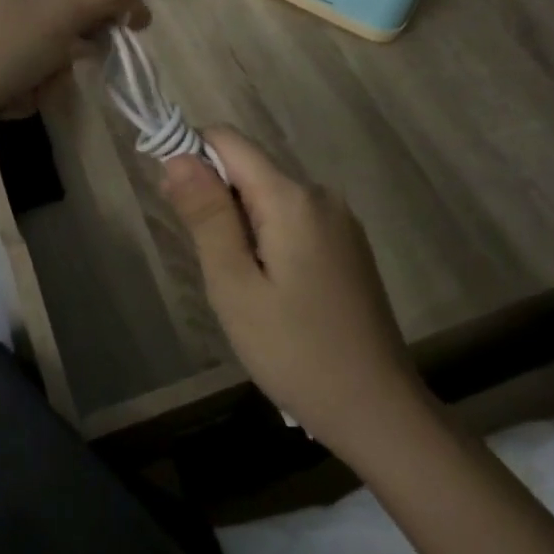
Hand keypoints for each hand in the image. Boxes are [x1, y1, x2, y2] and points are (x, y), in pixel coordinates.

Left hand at [0, 0, 148, 155]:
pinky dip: (19, 95)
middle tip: (81, 61)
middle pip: (54, 13)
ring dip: (46, 73)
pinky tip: (6, 105)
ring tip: (31, 88)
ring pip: (36, 52)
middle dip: (72, 42)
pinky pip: (10, 81)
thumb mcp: (57, 10)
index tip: (138, 28)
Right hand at [163, 128, 419, 459]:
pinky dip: (268, 239)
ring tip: (243, 287)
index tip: (174, 202)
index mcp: (292, 198)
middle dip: (217, 201)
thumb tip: (178, 156)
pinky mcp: (348, 245)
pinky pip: (294, 220)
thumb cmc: (296, 352)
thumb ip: (207, 215)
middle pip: (250, 169)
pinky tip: (273, 291)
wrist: (379, 412)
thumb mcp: (235, 286)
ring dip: (242, 225)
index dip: (191, 156)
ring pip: (270, 197)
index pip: (228, 141)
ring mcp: (340, 220)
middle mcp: (320, 195)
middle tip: (211, 266)